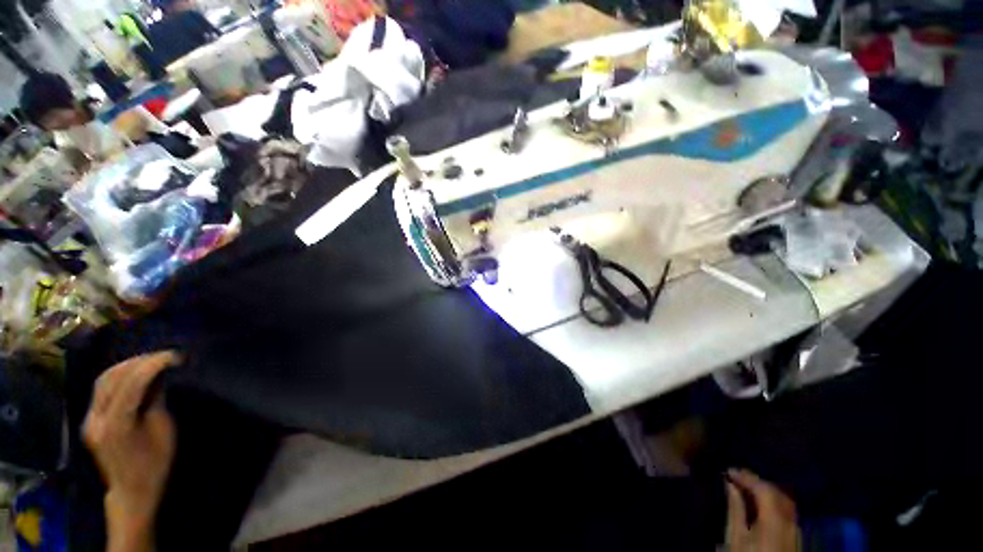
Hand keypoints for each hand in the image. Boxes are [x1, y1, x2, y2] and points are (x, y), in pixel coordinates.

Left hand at [83, 352, 179, 551]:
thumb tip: (160, 376)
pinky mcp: (90, 420)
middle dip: (139, 362)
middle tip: (165, 356)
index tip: (175, 356)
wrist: (131, 491)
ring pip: (103, 380)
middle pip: (112, 378)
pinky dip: (118, 376)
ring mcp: (89, 419)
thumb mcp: (163, 431)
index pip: (131, 384)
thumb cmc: (154, 464)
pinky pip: (101, 389)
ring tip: (151, 361)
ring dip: (127, 366)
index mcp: (116, 425)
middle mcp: (96, 419)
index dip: (153, 365)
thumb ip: (156, 401)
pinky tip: (134, 374)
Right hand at [725, 469, 800, 551]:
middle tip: (737, 477)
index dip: (746, 477)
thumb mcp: (735, 536)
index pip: (764, 489)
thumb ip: (735, 509)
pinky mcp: (796, 538)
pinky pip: (787, 512)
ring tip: (747, 488)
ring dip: (766, 491)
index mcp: (774, 520)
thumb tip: (731, 484)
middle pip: (777, 493)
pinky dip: (773, 502)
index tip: (729, 471)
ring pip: (784, 501)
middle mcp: (790, 522)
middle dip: (757, 482)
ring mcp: (796, 531)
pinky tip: (761, 504)